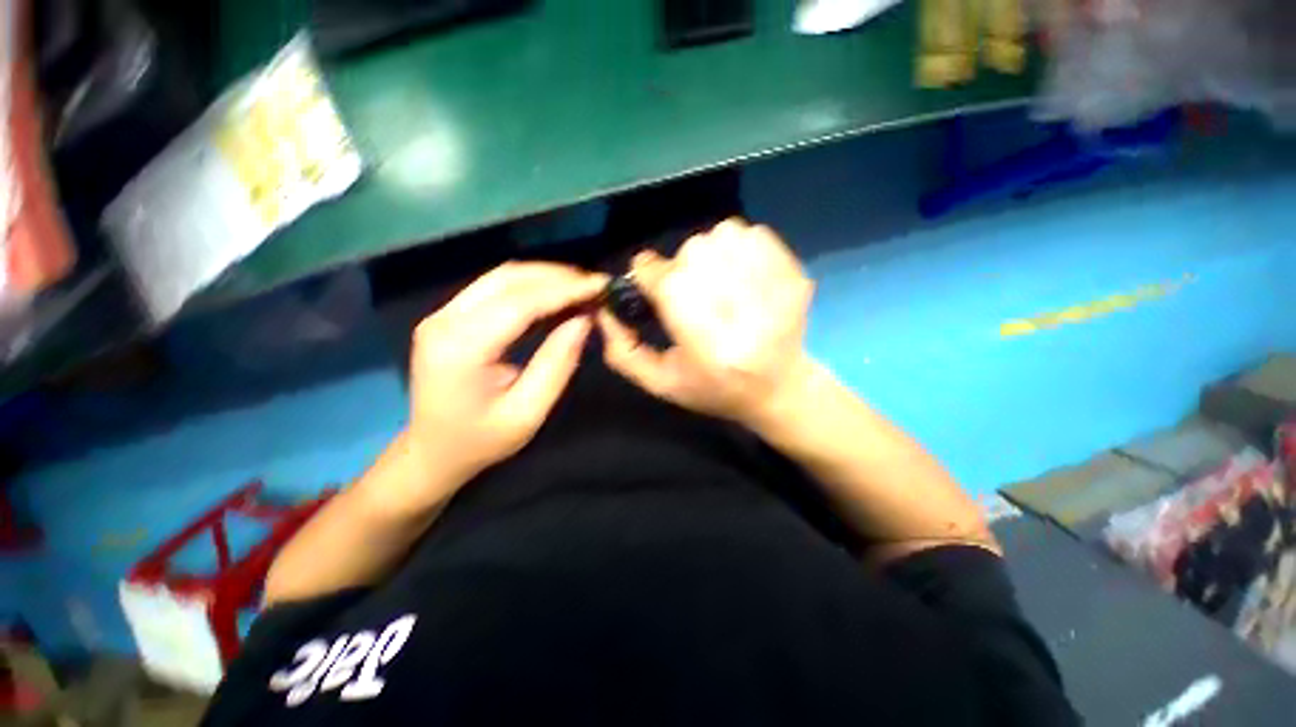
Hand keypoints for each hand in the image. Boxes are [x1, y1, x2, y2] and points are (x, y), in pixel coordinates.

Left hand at [406, 262, 605, 492]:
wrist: (432, 452)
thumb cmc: (481, 441)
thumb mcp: (528, 412)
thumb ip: (557, 364)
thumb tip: (584, 321)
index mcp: (461, 348)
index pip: (520, 302)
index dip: (564, 290)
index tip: (600, 285)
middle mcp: (444, 321)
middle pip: (508, 279)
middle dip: (557, 276)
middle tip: (594, 285)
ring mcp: (442, 315)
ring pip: (501, 278)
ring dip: (544, 277)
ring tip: (581, 287)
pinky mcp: (449, 316)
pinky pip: (495, 288)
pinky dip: (530, 287)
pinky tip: (555, 296)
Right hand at [597, 218, 815, 426]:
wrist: (780, 389)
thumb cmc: (714, 390)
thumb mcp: (661, 383)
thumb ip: (623, 351)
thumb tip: (603, 308)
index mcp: (705, 342)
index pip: (665, 280)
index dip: (648, 275)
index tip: (649, 283)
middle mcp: (741, 310)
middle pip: (692, 252)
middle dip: (679, 268)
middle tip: (686, 291)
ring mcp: (774, 287)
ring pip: (722, 235)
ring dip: (708, 253)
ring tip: (713, 281)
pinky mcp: (794, 273)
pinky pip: (754, 234)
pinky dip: (738, 246)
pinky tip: (739, 273)